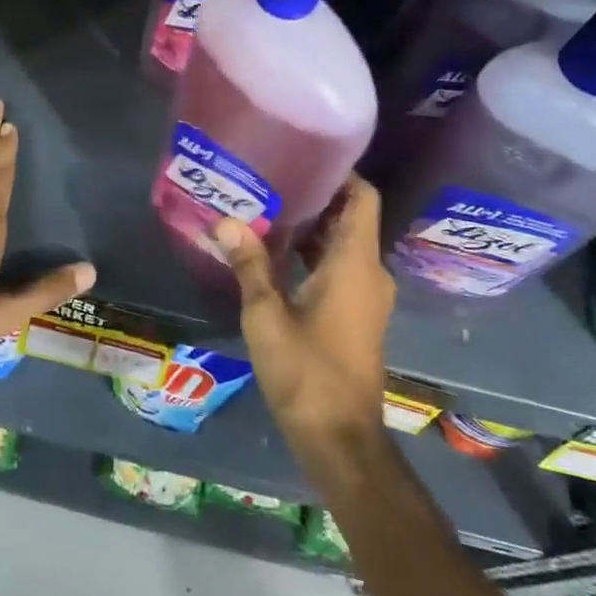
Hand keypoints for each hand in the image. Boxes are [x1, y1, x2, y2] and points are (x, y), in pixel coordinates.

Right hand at [216, 175, 393, 462]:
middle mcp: (369, 273)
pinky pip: (341, 269)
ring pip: (344, 245)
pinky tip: (276, 255)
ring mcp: (367, 297)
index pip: (363, 197)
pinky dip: (315, 255)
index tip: (305, 157)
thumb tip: (226, 221)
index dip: (341, 173)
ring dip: (312, 228)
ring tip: (267, 210)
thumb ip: (249, 264)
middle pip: (351, 218)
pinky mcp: (358, 316)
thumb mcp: (267, 315)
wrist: (340, 439)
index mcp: (356, 263)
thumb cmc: (306, 372)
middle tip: (271, 180)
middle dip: (315, 198)